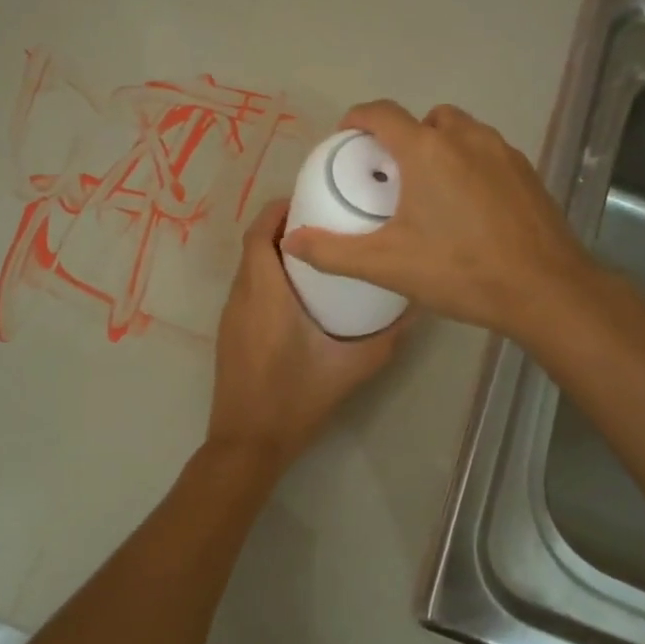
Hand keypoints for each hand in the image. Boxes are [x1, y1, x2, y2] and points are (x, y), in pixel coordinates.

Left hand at [207, 198, 402, 470]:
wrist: (248, 443)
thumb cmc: (296, 399)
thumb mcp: (350, 367)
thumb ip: (386, 338)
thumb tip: (415, 308)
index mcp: (264, 293)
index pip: (259, 232)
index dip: (279, 209)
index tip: (310, 199)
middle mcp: (240, 296)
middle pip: (253, 245)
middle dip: (283, 227)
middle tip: (324, 223)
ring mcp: (230, 316)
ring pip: (248, 267)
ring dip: (274, 252)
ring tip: (317, 252)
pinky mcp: (229, 333)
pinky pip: (246, 289)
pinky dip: (266, 276)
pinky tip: (298, 293)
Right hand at [281, 101, 597, 337]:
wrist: (545, 290)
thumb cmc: (460, 270)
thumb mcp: (387, 265)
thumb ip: (333, 252)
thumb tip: (291, 241)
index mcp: (427, 150)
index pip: (382, 113)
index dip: (358, 118)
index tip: (347, 137)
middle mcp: (466, 138)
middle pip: (425, 119)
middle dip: (404, 136)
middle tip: (392, 174)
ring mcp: (502, 152)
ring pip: (462, 132)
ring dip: (440, 147)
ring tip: (430, 190)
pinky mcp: (527, 172)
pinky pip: (488, 153)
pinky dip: (470, 165)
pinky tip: (469, 207)